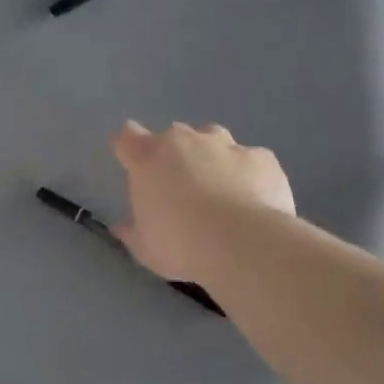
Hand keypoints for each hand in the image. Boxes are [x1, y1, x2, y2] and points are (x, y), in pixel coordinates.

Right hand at [110, 120, 294, 283]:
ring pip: (213, 137)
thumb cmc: (180, 244)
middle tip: (180, 187)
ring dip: (211, 155)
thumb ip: (132, 232)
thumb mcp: (145, 248)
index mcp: (148, 158)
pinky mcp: (261, 157)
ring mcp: (225, 145)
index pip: (127, 136)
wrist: (243, 243)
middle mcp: (184, 141)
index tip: (132, 161)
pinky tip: (253, 199)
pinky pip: (250, 159)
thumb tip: (122, 227)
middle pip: (173, 135)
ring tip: (219, 186)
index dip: (128, 145)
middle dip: (175, 155)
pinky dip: (248, 173)